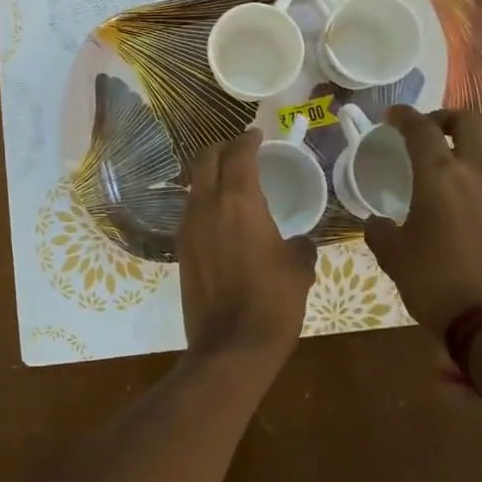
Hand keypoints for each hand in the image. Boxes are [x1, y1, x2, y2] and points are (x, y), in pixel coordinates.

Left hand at [178, 130, 317, 363]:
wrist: (231, 347)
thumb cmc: (273, 301)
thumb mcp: (299, 267)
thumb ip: (299, 244)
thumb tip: (298, 241)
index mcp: (239, 201)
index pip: (238, 154)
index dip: (248, 139)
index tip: (257, 134)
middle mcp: (207, 205)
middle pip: (206, 160)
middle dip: (222, 148)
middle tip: (241, 149)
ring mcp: (189, 227)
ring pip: (194, 184)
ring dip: (210, 173)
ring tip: (231, 178)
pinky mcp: (181, 248)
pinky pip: (192, 209)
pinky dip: (205, 199)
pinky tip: (221, 213)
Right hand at [363, 105, 481, 334]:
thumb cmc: (435, 283)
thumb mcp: (393, 256)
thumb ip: (379, 231)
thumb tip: (377, 222)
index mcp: (440, 175)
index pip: (421, 128)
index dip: (404, 115)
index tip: (391, 116)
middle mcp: (477, 172)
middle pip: (468, 121)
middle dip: (445, 118)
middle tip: (427, 131)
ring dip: (467, 145)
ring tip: (448, 165)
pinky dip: (481, 175)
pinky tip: (467, 200)